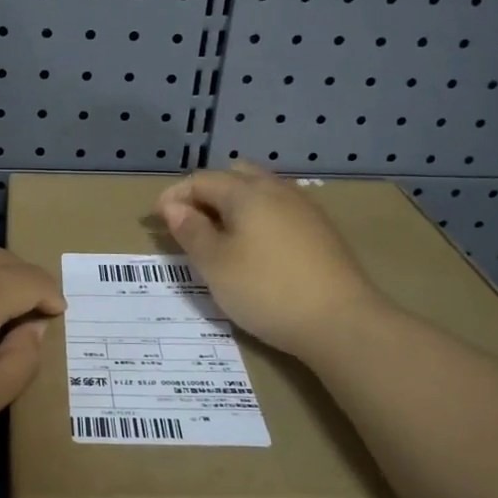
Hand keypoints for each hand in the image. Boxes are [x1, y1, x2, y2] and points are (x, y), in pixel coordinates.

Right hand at [155, 163, 383, 358]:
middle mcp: (277, 189)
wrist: (341, 321)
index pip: (201, 180)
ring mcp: (304, 208)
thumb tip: (173, 206)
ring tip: (220, 234)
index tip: (156, 220)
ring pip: (260, 191)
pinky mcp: (321, 230)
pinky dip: (258, 217)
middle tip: (189, 223)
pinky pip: (279, 209)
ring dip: (234, 204)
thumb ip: (191, 231)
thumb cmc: (266, 290)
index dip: (174, 196)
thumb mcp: (214, 264)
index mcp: (246, 192)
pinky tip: (256, 246)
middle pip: (234, 176)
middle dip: (206, 193)